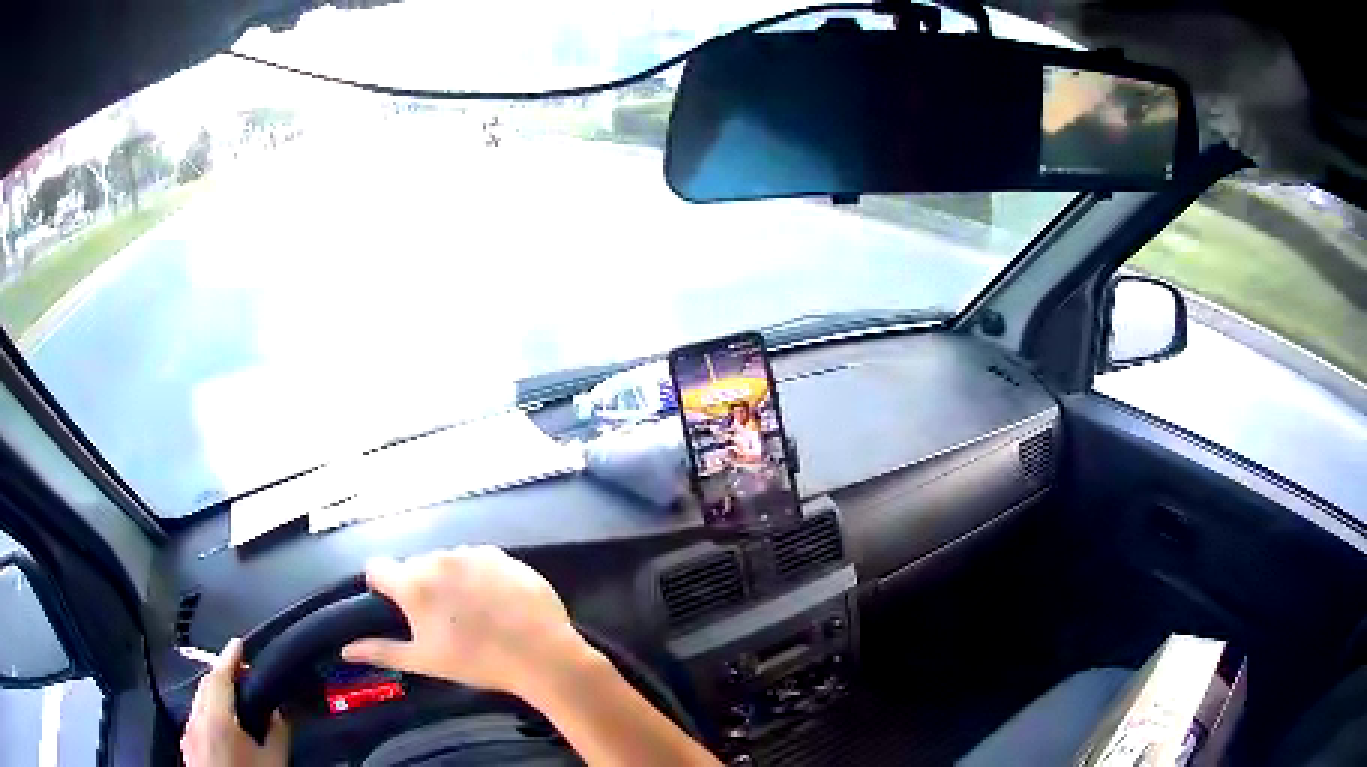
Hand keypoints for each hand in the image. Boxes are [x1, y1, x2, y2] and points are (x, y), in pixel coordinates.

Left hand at [181, 638, 289, 766]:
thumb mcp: (274, 763)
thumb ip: (277, 734)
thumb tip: (280, 711)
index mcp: (216, 718)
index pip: (220, 676)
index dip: (230, 657)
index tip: (240, 643)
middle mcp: (195, 719)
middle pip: (205, 686)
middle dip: (221, 674)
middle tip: (242, 673)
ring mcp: (187, 733)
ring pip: (198, 702)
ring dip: (213, 694)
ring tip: (233, 699)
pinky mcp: (186, 747)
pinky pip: (195, 719)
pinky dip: (208, 712)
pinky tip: (221, 727)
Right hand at [341, 546, 589, 700]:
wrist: (541, 656)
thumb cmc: (477, 662)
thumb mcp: (424, 661)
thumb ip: (380, 651)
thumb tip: (344, 649)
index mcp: (413, 583)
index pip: (378, 568)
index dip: (381, 585)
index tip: (394, 605)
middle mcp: (439, 559)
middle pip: (415, 565)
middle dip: (419, 585)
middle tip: (439, 618)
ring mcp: (474, 554)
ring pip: (448, 561)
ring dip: (450, 578)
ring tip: (471, 611)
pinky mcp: (504, 556)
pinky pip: (480, 560)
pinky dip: (480, 575)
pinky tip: (496, 601)